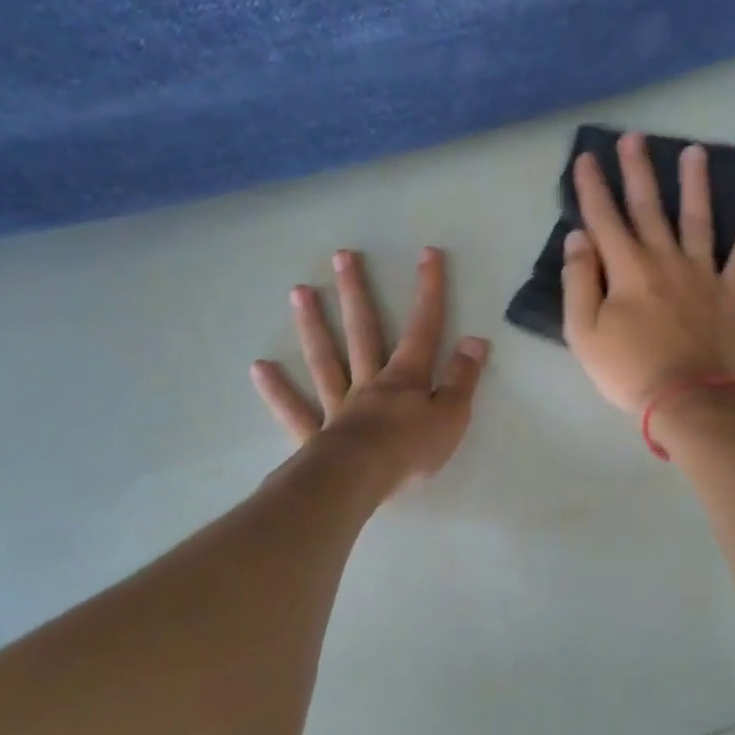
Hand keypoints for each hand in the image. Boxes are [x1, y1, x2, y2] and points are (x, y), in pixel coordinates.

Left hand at [251, 247, 488, 486]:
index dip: (428, 290)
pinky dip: (277, 390)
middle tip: (341, 256)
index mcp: (405, 378)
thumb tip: (476, 340)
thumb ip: (463, 378)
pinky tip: (259, 367)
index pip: (423, 328)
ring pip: (325, 359)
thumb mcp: (452, 415)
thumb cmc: (410, 450)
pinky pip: (294, 409)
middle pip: (363, 331)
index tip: (428, 254)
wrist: (359, 481)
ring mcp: (338, 405)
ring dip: (313, 325)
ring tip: (299, 291)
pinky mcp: (315, 434)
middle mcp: (369, 382)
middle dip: (356, 292)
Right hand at [562, 131, 734, 414]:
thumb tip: (579, 239)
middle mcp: (665, 260)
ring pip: (698, 219)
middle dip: (638, 171)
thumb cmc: (629, 370)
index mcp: (627, 269)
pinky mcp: (731, 293)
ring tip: (695, 151)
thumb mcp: (584, 332)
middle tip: (634, 137)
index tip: (585, 158)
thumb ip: (579, 282)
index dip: (592, 188)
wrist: (688, 400)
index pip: (604, 218)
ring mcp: (703, 274)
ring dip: (695, 184)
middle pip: (649, 208)